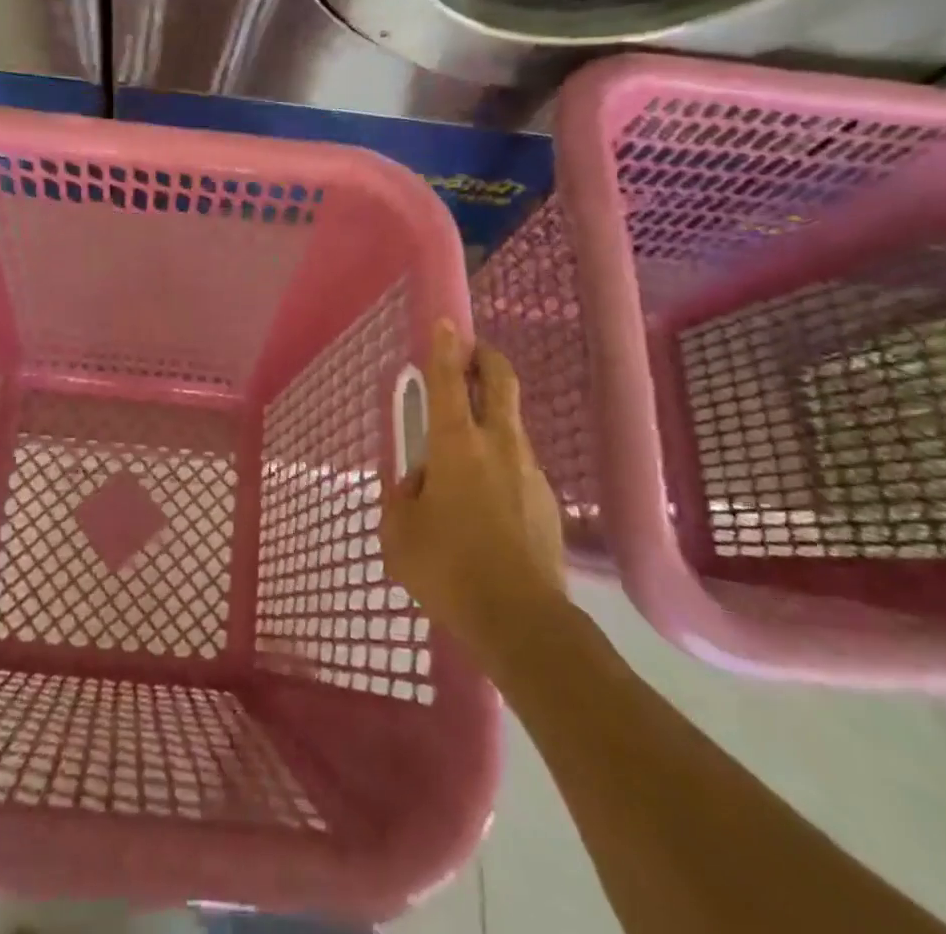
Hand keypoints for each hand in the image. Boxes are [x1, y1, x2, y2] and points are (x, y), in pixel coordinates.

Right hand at [381, 320, 567, 669]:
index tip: (446, 323)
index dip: (445, 348)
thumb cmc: (449, 568)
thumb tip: (417, 484)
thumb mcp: (400, 533)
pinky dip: (499, 465)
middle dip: (486, 359)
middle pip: (500, 383)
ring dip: (489, 420)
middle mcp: (498, 445)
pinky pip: (517, 467)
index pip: (449, 381)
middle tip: (471, 353)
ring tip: (461, 458)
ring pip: (509, 427)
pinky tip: (484, 504)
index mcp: (456, 444)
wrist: (522, 622)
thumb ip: (402, 498)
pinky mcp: (546, 502)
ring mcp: (529, 471)